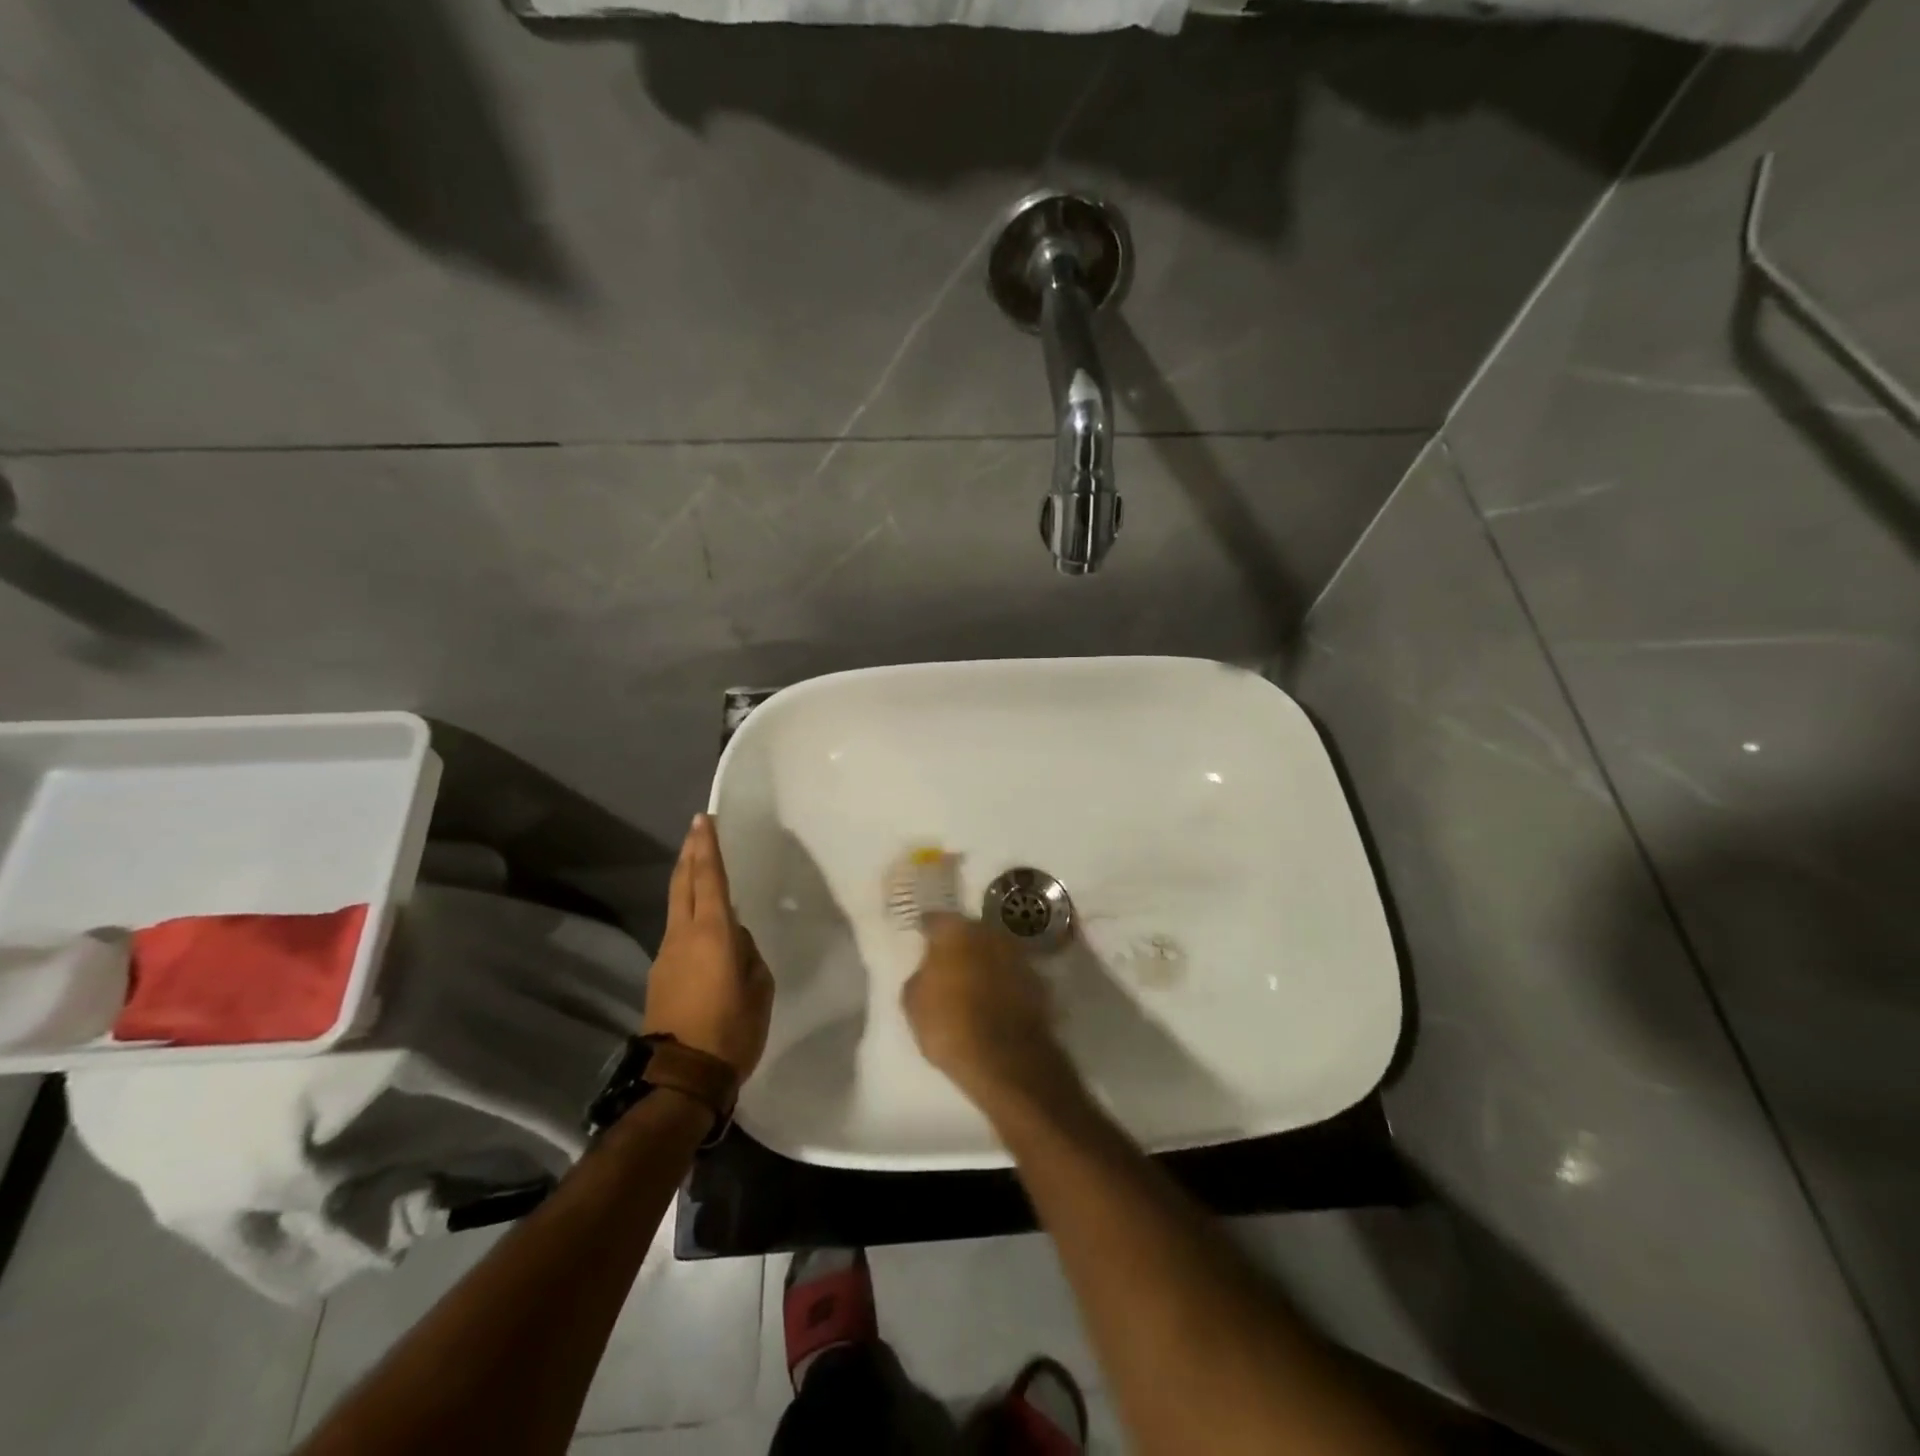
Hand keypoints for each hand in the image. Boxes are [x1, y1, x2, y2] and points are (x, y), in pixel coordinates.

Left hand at [643, 814, 774, 1080]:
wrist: (681, 1077)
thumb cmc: (731, 1030)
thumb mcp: (758, 988)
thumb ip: (747, 954)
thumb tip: (735, 939)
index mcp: (713, 933)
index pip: (709, 879)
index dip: (707, 848)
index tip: (704, 820)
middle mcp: (683, 935)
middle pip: (683, 884)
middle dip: (690, 853)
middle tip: (697, 828)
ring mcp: (666, 954)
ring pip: (676, 905)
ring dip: (686, 880)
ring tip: (698, 864)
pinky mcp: (660, 974)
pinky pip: (677, 930)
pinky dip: (687, 911)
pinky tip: (700, 918)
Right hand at [902, 913, 1077, 1105]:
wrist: (1006, 1060)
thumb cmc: (950, 1026)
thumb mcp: (913, 1004)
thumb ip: (920, 976)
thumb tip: (929, 971)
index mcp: (956, 931)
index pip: (936, 920)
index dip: (927, 930)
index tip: (921, 939)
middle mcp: (990, 933)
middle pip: (969, 932)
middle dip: (959, 944)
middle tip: (946, 963)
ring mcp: (1018, 955)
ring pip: (993, 952)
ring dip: (983, 962)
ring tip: (971, 984)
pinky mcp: (1038, 981)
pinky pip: (1011, 975)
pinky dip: (1002, 983)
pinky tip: (993, 1001)